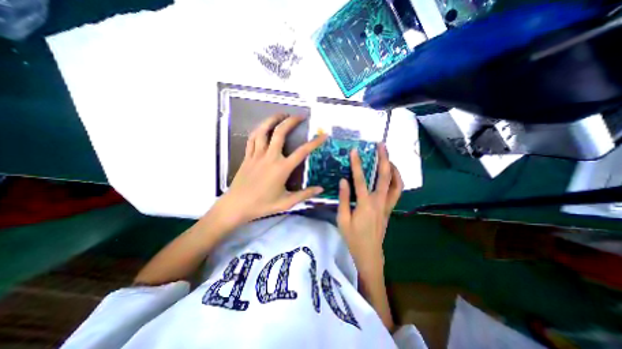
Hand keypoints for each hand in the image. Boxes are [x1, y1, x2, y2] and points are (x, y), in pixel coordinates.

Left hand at [214, 114, 327, 228]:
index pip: (302, 151)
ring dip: (273, 119)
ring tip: (281, 114)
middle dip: (291, 121)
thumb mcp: (286, 203)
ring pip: (264, 131)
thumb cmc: (262, 205)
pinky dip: (259, 129)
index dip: (315, 142)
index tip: (323, 135)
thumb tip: (320, 189)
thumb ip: (305, 194)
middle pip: (280, 133)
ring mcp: (257, 155)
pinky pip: (252, 138)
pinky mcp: (247, 156)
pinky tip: (264, 127)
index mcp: (282, 168)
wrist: (236, 206)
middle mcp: (270, 157)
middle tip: (300, 115)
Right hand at [340, 143, 403, 278]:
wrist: (370, 254)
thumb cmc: (353, 238)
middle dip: (384, 159)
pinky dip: (397, 180)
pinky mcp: (390, 209)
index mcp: (365, 205)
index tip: (355, 151)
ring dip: (394, 168)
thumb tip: (343, 181)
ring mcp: (387, 205)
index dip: (357, 164)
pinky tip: (392, 175)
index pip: (360, 180)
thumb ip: (344, 199)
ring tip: (388, 157)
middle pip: (384, 176)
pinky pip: (397, 192)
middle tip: (381, 146)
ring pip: (396, 183)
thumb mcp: (342, 220)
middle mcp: (379, 202)